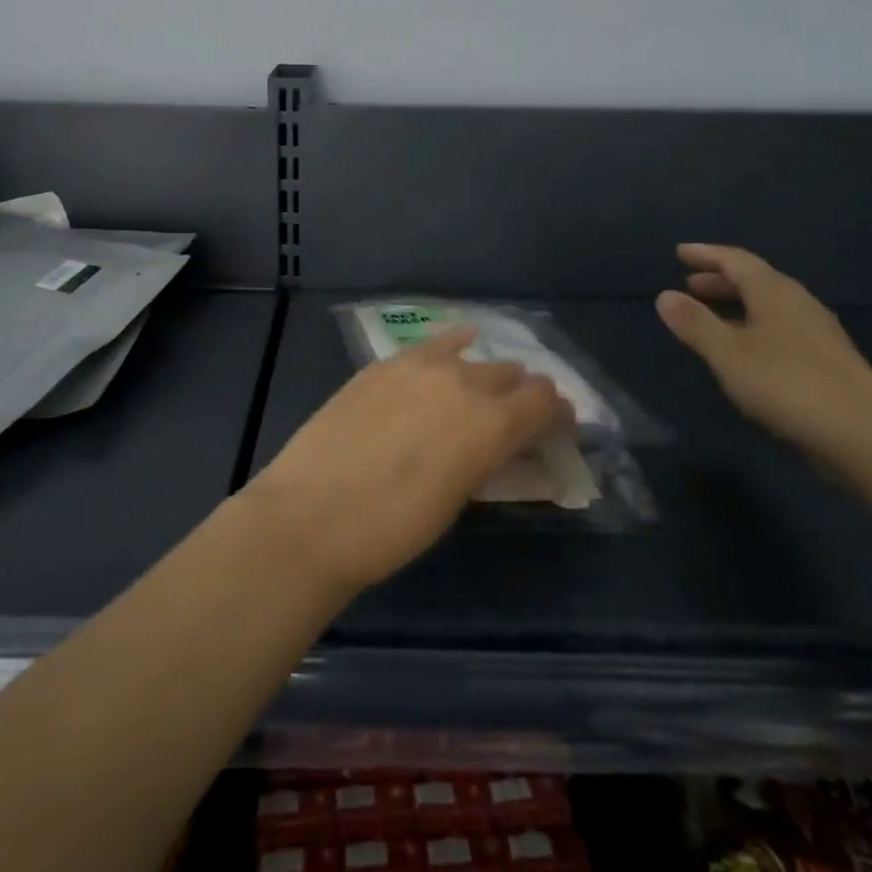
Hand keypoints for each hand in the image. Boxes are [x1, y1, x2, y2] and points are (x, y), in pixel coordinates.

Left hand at [247, 328, 572, 595]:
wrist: (311, 515)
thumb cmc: (392, 529)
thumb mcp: (457, 500)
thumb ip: (488, 460)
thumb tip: (505, 446)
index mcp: (491, 422)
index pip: (545, 402)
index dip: (559, 415)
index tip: (560, 429)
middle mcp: (463, 381)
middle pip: (512, 374)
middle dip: (525, 395)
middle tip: (520, 419)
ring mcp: (419, 364)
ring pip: (473, 357)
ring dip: (488, 374)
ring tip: (485, 392)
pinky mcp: (384, 363)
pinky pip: (432, 344)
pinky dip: (452, 346)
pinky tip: (460, 343)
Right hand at [656, 244, 871, 455]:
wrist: (868, 436)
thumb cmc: (788, 384)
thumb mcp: (728, 354)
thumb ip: (695, 324)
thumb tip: (664, 295)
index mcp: (774, 292)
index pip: (736, 260)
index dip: (706, 255)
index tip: (681, 252)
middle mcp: (798, 304)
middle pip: (756, 281)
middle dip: (721, 280)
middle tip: (691, 284)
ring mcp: (818, 333)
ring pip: (771, 307)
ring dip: (739, 305)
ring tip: (713, 316)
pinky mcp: (829, 362)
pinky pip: (782, 329)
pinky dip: (756, 328)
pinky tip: (748, 352)